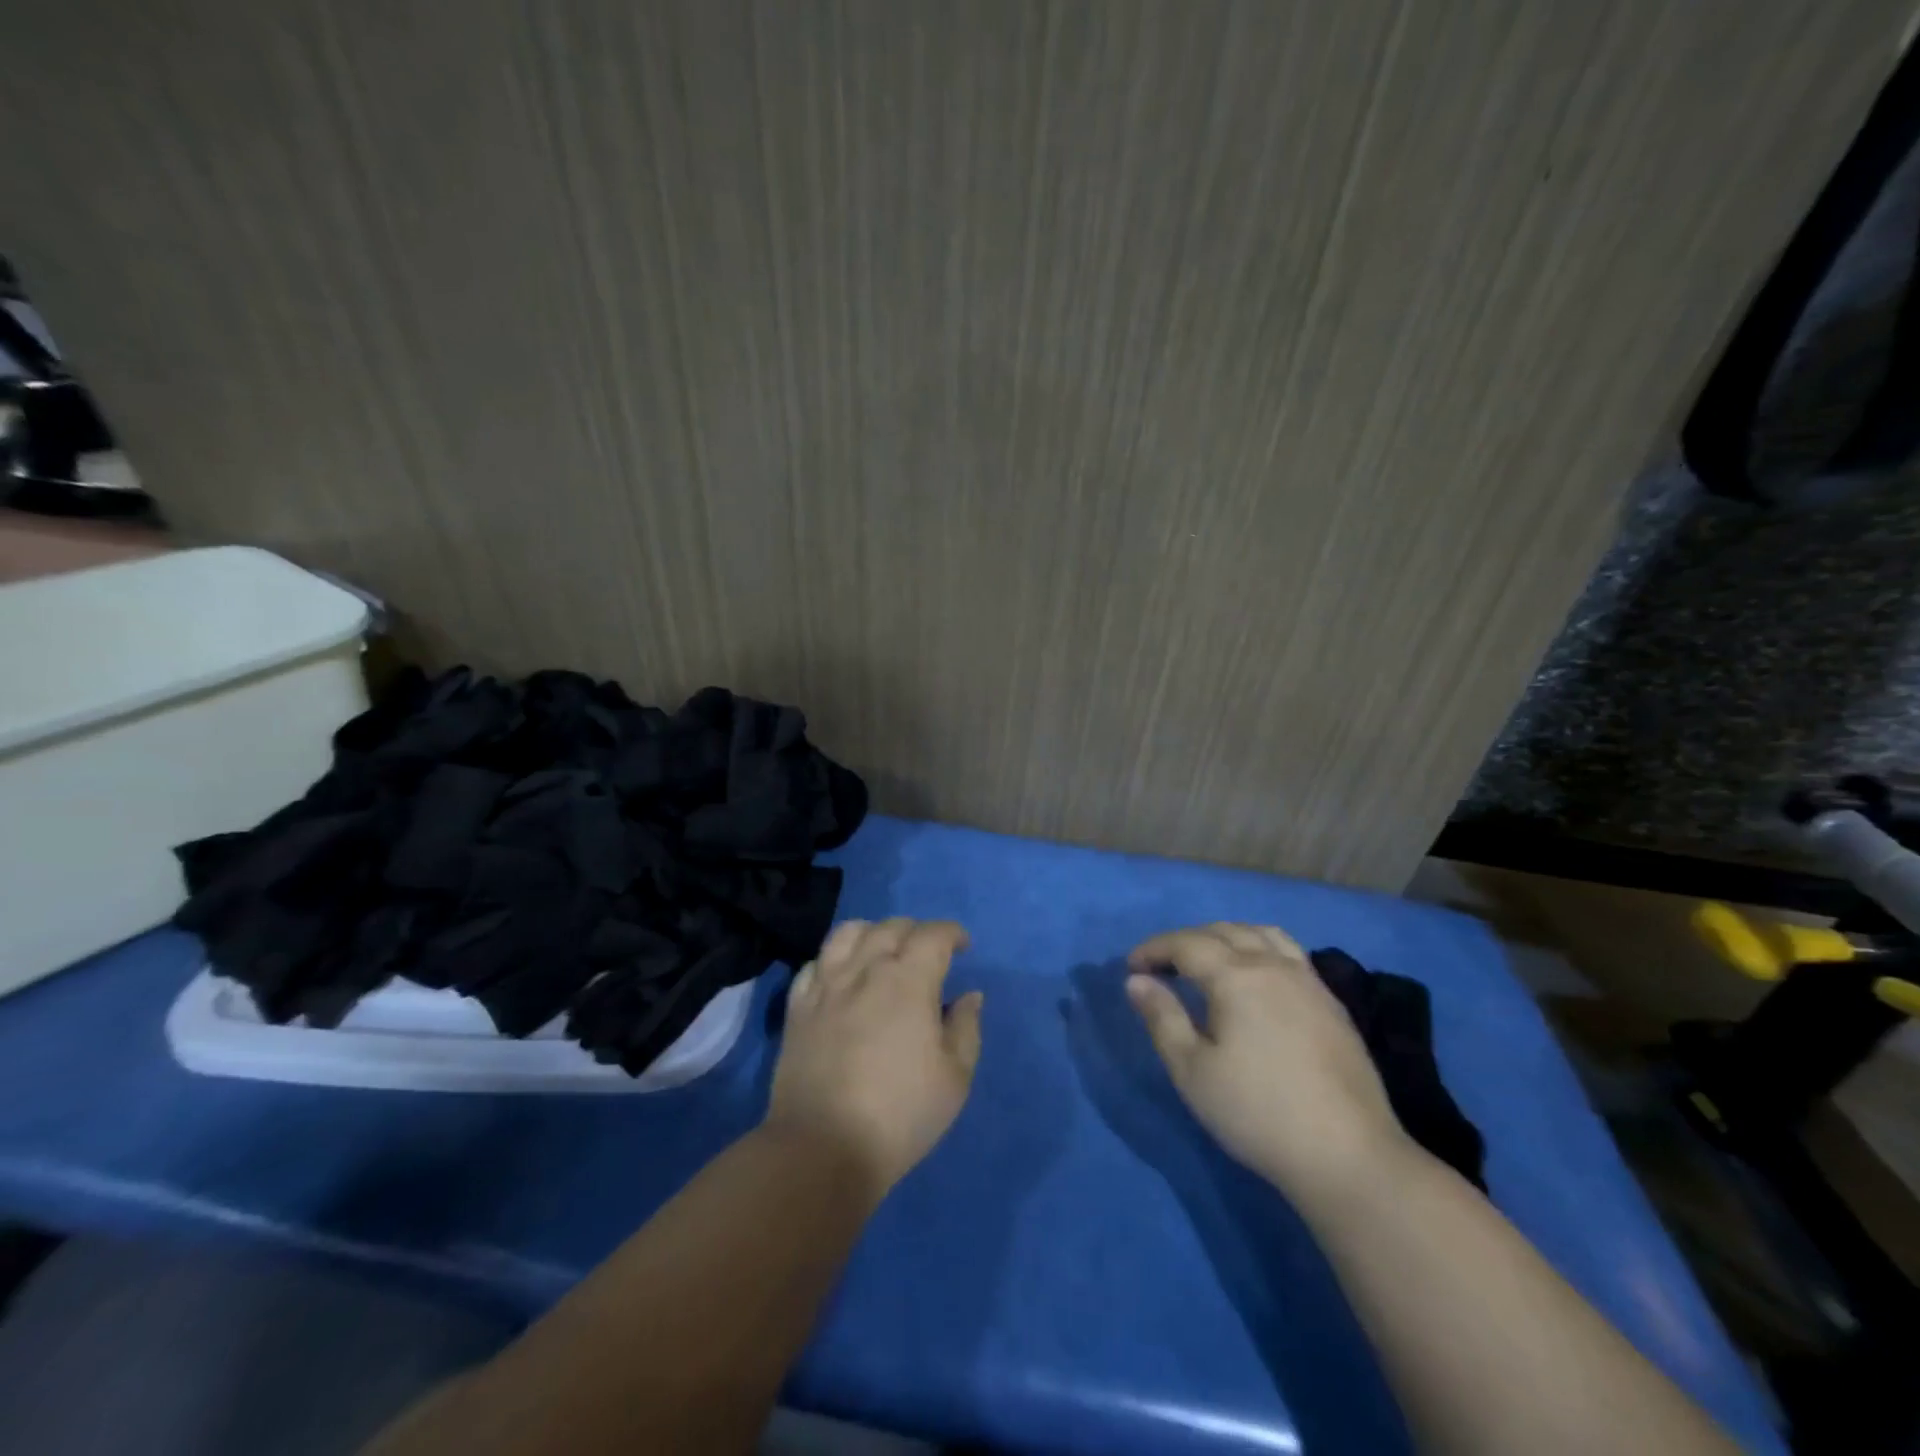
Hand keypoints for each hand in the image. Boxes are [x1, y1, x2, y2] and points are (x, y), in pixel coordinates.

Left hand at [766, 917, 983, 1199]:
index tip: (963, 947)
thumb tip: (969, 996)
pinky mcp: (797, 1007)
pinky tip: (842, 976)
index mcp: (909, 980)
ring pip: (848, 933)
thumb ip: (966, 1028)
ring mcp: (826, 985)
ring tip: (882, 952)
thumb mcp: (955, 1078)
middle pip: (891, 928)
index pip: (933, 935)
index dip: (952, 933)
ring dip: (873, 933)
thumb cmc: (900, 1114)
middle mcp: (865, 970)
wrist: (822, 1148)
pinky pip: (814, 963)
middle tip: (928, 954)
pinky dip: (833, 959)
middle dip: (916, 932)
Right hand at [1127, 923, 1411, 1201]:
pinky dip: (1260, 948)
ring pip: (1261, 935)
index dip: (1154, 949)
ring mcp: (1308, 981)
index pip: (1186, 944)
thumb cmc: (1257, 1113)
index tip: (1131, 967)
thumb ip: (1162, 1018)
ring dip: (1226, 936)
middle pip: (1223, 931)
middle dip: (1186, 940)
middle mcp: (1273, 965)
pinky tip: (1256, 979)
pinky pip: (1289, 953)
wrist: (1348, 1155)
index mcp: (1236, 976)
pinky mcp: (1331, 1003)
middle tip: (1162, 965)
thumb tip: (1137, 981)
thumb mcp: (1192, 1071)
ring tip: (1208, 960)